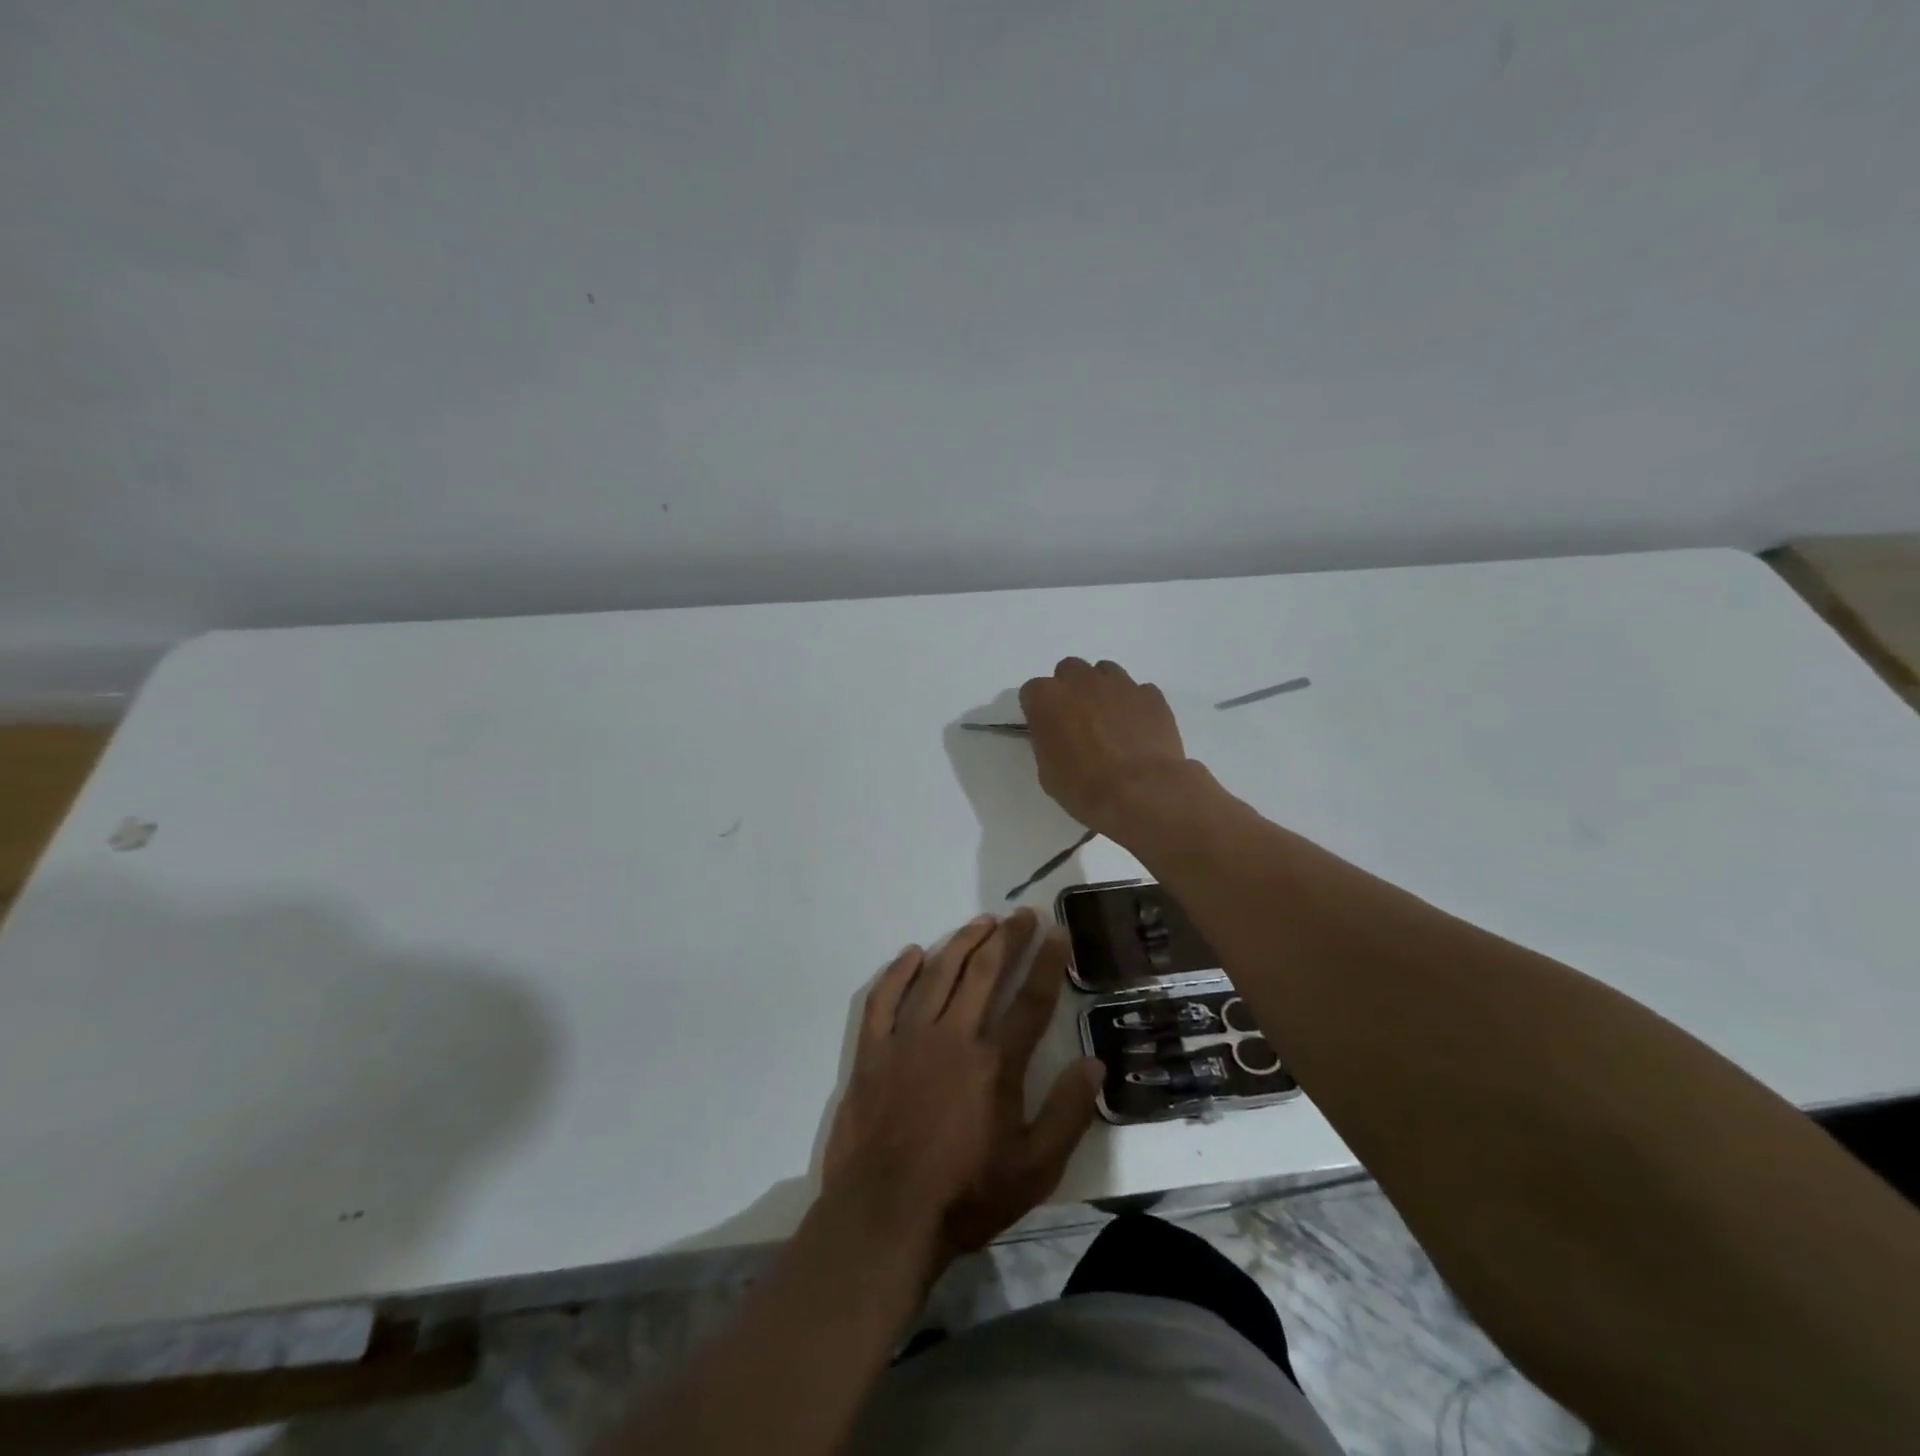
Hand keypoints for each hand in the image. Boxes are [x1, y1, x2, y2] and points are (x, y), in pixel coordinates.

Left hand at [822, 909, 1103, 1262]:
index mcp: (995, 1063)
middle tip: (1022, 914)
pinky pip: (883, 998)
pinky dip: (899, 972)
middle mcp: (953, 1036)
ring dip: (963, 942)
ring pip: (938, 974)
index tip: (1058, 931)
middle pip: (985, 972)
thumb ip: (1067, 1114)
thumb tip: (1095, 1064)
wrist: (885, 1218)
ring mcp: (908, 1039)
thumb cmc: (966, 1196)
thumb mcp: (1034, 1169)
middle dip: (1007, 938)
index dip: (1048, 962)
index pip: (1031, 1000)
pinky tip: (913, 953)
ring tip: (981, 921)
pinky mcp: (872, 1051)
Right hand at [1019, 658, 1189, 834]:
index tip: (1046, 728)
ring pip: (1105, 673)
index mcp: (1047, 698)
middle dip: (1071, 690)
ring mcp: (1119, 683)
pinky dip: (1134, 704)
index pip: (1032, 691)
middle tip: (1078, 720)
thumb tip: (1057, 736)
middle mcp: (1081, 681)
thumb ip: (1048, 742)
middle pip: (1069, 671)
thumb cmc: (1085, 788)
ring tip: (1110, 721)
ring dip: (1102, 690)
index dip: (1039, 710)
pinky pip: (1137, 691)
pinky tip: (1138, 730)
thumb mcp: (1048, 772)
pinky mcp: (1151, 694)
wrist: (1142, 792)